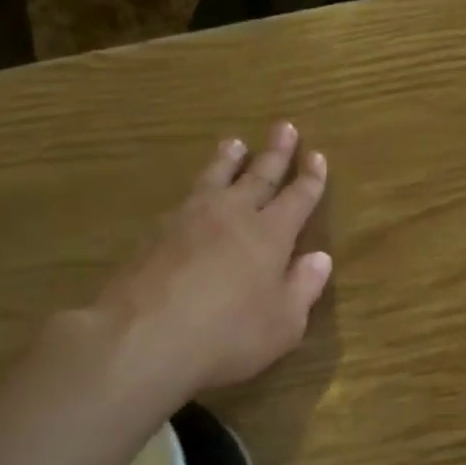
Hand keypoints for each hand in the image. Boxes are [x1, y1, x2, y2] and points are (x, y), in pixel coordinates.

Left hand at [94, 122, 332, 390]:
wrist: (144, 337)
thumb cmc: (229, 335)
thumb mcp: (284, 323)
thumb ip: (303, 287)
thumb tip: (320, 258)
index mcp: (271, 235)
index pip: (297, 198)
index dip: (310, 179)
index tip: (316, 155)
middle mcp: (233, 215)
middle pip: (259, 176)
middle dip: (275, 153)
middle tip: (284, 127)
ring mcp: (190, 219)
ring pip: (216, 178)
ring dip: (229, 159)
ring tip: (234, 143)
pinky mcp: (156, 233)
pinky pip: (186, 197)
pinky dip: (199, 186)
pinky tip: (195, 192)